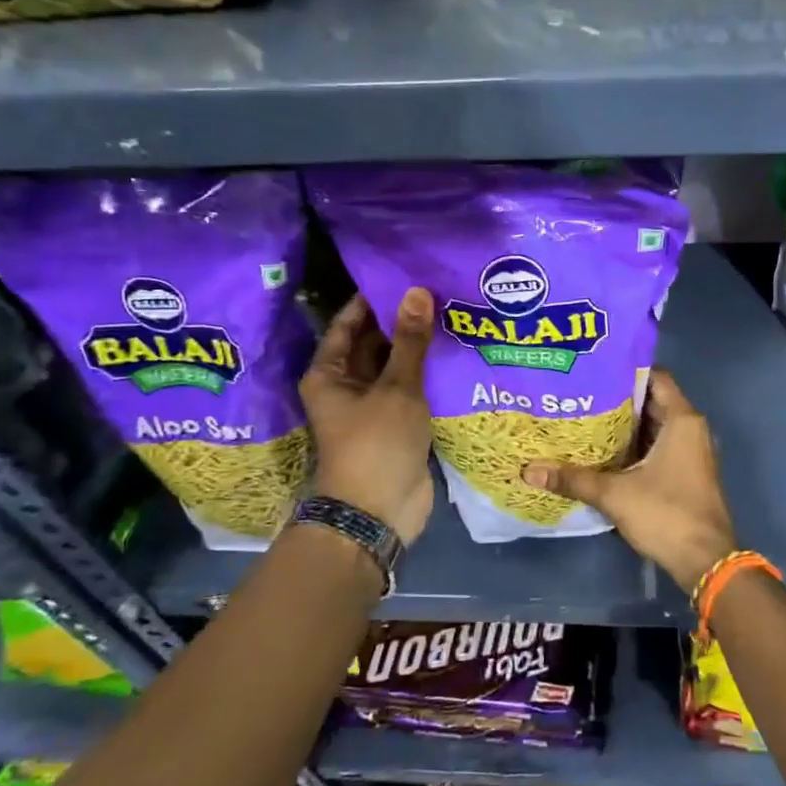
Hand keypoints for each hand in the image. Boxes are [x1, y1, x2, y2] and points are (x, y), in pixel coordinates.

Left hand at [300, 289, 434, 544]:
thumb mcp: (396, 387)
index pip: (348, 324)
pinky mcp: (397, 423)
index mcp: (330, 374)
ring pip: (396, 367)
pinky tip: (455, 353)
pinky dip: (429, 374)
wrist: (379, 510)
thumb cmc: (376, 443)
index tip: (402, 274)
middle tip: (438, 291)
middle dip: (402, 322)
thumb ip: (409, 341)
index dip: (373, 299)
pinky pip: (412, 389)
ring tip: (452, 314)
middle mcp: (347, 386)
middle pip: (373, 344)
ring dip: (419, 348)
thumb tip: (417, 292)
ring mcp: (373, 406)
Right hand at [521, 369, 735, 593]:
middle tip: (580, 394)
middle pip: (652, 401)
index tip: (594, 369)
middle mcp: (691, 429)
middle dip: (618, 398)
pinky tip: (604, 452)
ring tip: (585, 418)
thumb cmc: (666, 514)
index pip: (655, 377)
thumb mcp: (615, 494)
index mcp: (682, 420)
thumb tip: (529, 470)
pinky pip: (659, 446)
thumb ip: (573, 479)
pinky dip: (635, 445)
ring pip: (655, 426)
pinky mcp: (687, 472)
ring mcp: (691, 452)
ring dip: (625, 425)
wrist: (705, 560)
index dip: (625, 370)